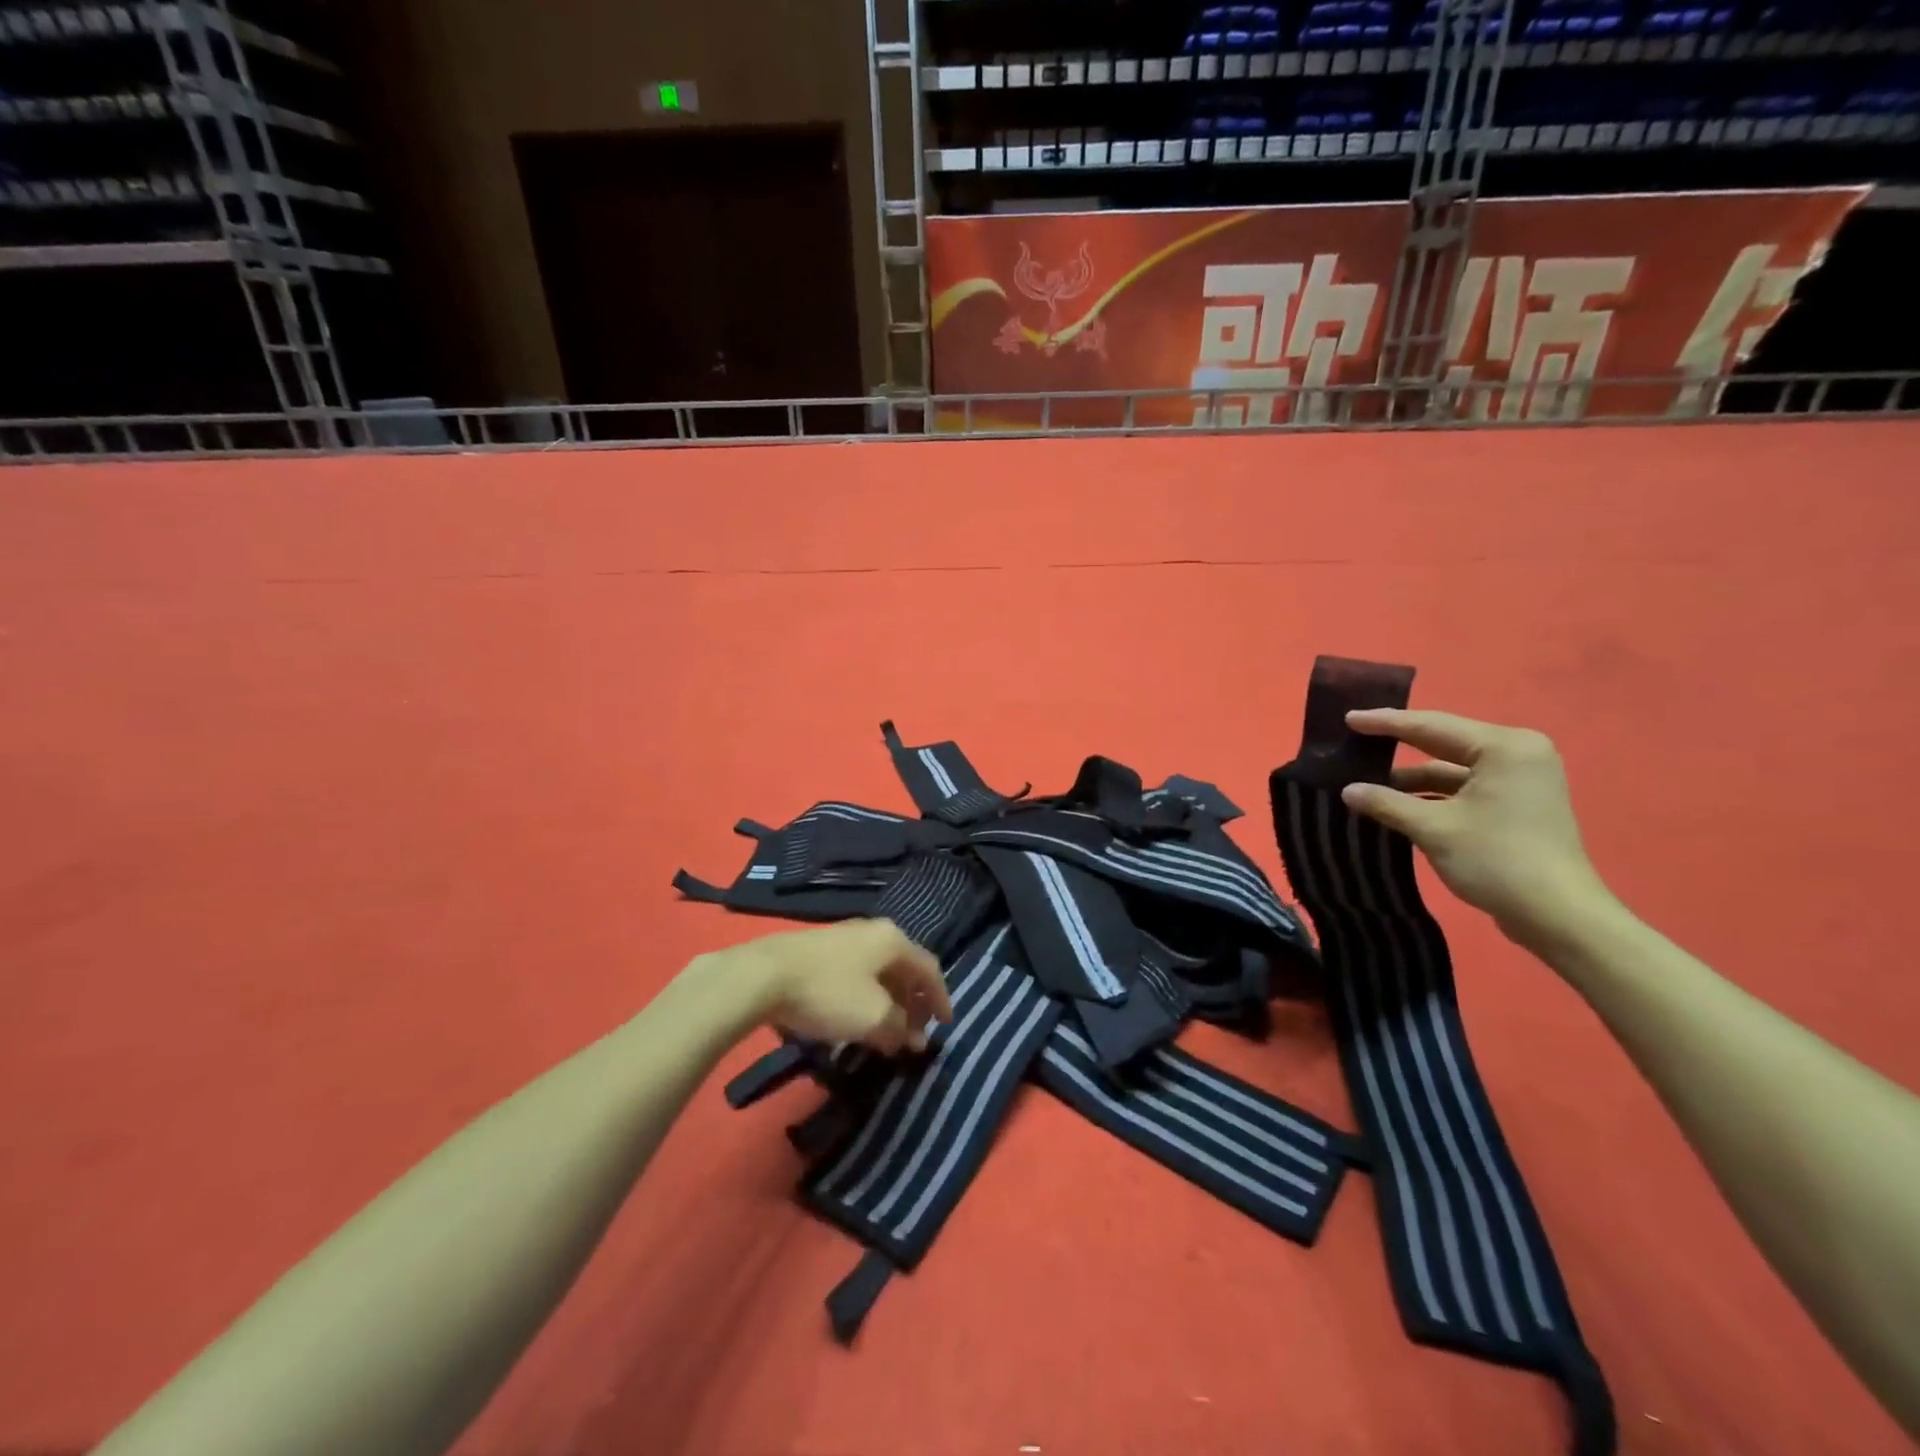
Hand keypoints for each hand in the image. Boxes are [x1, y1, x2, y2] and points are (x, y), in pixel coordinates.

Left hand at [710, 919, 953, 1054]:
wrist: (764, 975)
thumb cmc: (829, 992)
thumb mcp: (874, 1017)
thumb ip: (898, 1028)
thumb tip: (908, 1038)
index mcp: (893, 940)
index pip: (929, 969)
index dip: (940, 999)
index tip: (945, 1026)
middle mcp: (873, 932)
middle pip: (903, 969)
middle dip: (912, 1004)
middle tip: (914, 1034)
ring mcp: (844, 938)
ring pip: (878, 972)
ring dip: (888, 1003)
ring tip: (886, 1032)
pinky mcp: (819, 951)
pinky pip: (856, 974)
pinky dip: (866, 997)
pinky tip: (856, 1018)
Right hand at [1339, 709, 1616, 948]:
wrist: (1558, 916)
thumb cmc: (1496, 859)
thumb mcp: (1432, 828)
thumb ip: (1386, 803)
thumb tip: (1348, 791)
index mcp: (1504, 747)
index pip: (1432, 726)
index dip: (1386, 723)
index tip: (1348, 719)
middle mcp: (1517, 753)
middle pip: (1444, 743)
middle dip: (1399, 748)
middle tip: (1355, 741)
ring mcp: (1521, 780)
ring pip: (1453, 770)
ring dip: (1413, 780)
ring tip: (1367, 782)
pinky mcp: (1518, 804)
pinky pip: (1465, 788)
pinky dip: (1433, 796)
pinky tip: (1399, 805)